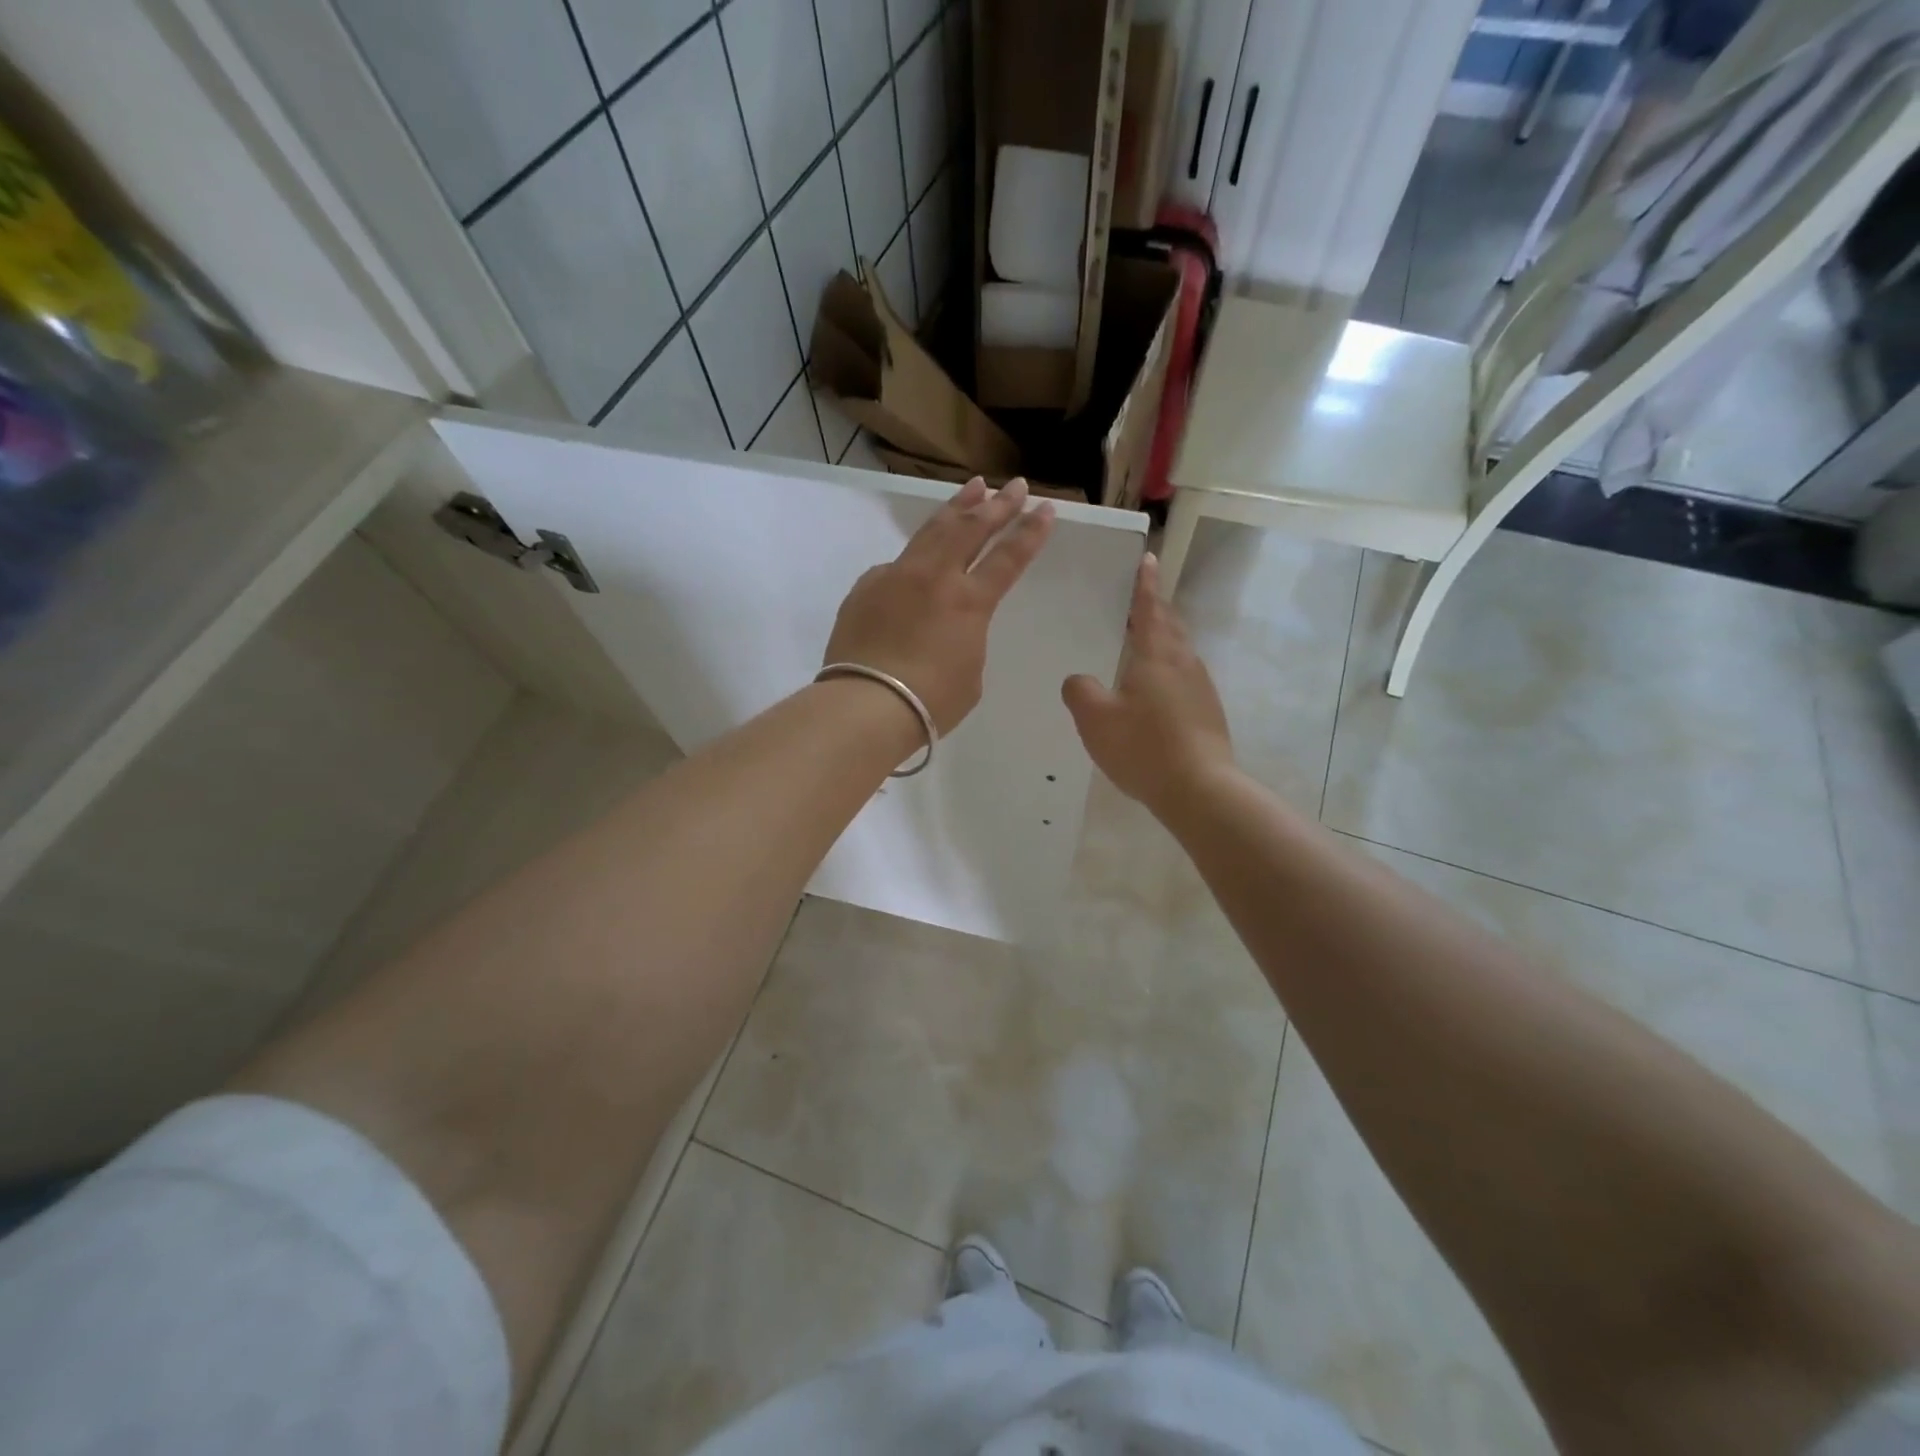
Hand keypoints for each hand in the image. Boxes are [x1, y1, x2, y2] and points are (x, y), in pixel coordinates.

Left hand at [824, 476, 1054, 734]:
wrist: (867, 704)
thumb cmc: (931, 702)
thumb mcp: (969, 672)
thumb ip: (966, 636)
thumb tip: (947, 621)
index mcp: (970, 602)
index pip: (1008, 558)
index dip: (1029, 532)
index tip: (1045, 508)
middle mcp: (935, 577)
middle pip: (971, 529)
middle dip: (998, 505)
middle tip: (1015, 485)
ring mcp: (897, 576)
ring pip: (933, 531)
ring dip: (957, 507)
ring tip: (974, 487)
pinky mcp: (866, 587)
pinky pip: (897, 563)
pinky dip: (917, 554)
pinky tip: (920, 553)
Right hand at [1062, 554, 1234, 815]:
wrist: (1200, 790)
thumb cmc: (1144, 747)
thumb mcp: (1095, 719)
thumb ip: (1080, 691)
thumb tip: (1079, 679)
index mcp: (1157, 655)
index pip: (1150, 608)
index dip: (1145, 584)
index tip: (1147, 558)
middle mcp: (1184, 663)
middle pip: (1170, 626)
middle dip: (1155, 610)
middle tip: (1139, 601)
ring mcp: (1201, 689)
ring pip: (1179, 653)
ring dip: (1163, 641)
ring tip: (1142, 643)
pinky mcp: (1207, 714)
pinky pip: (1183, 679)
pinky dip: (1167, 671)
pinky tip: (1153, 692)